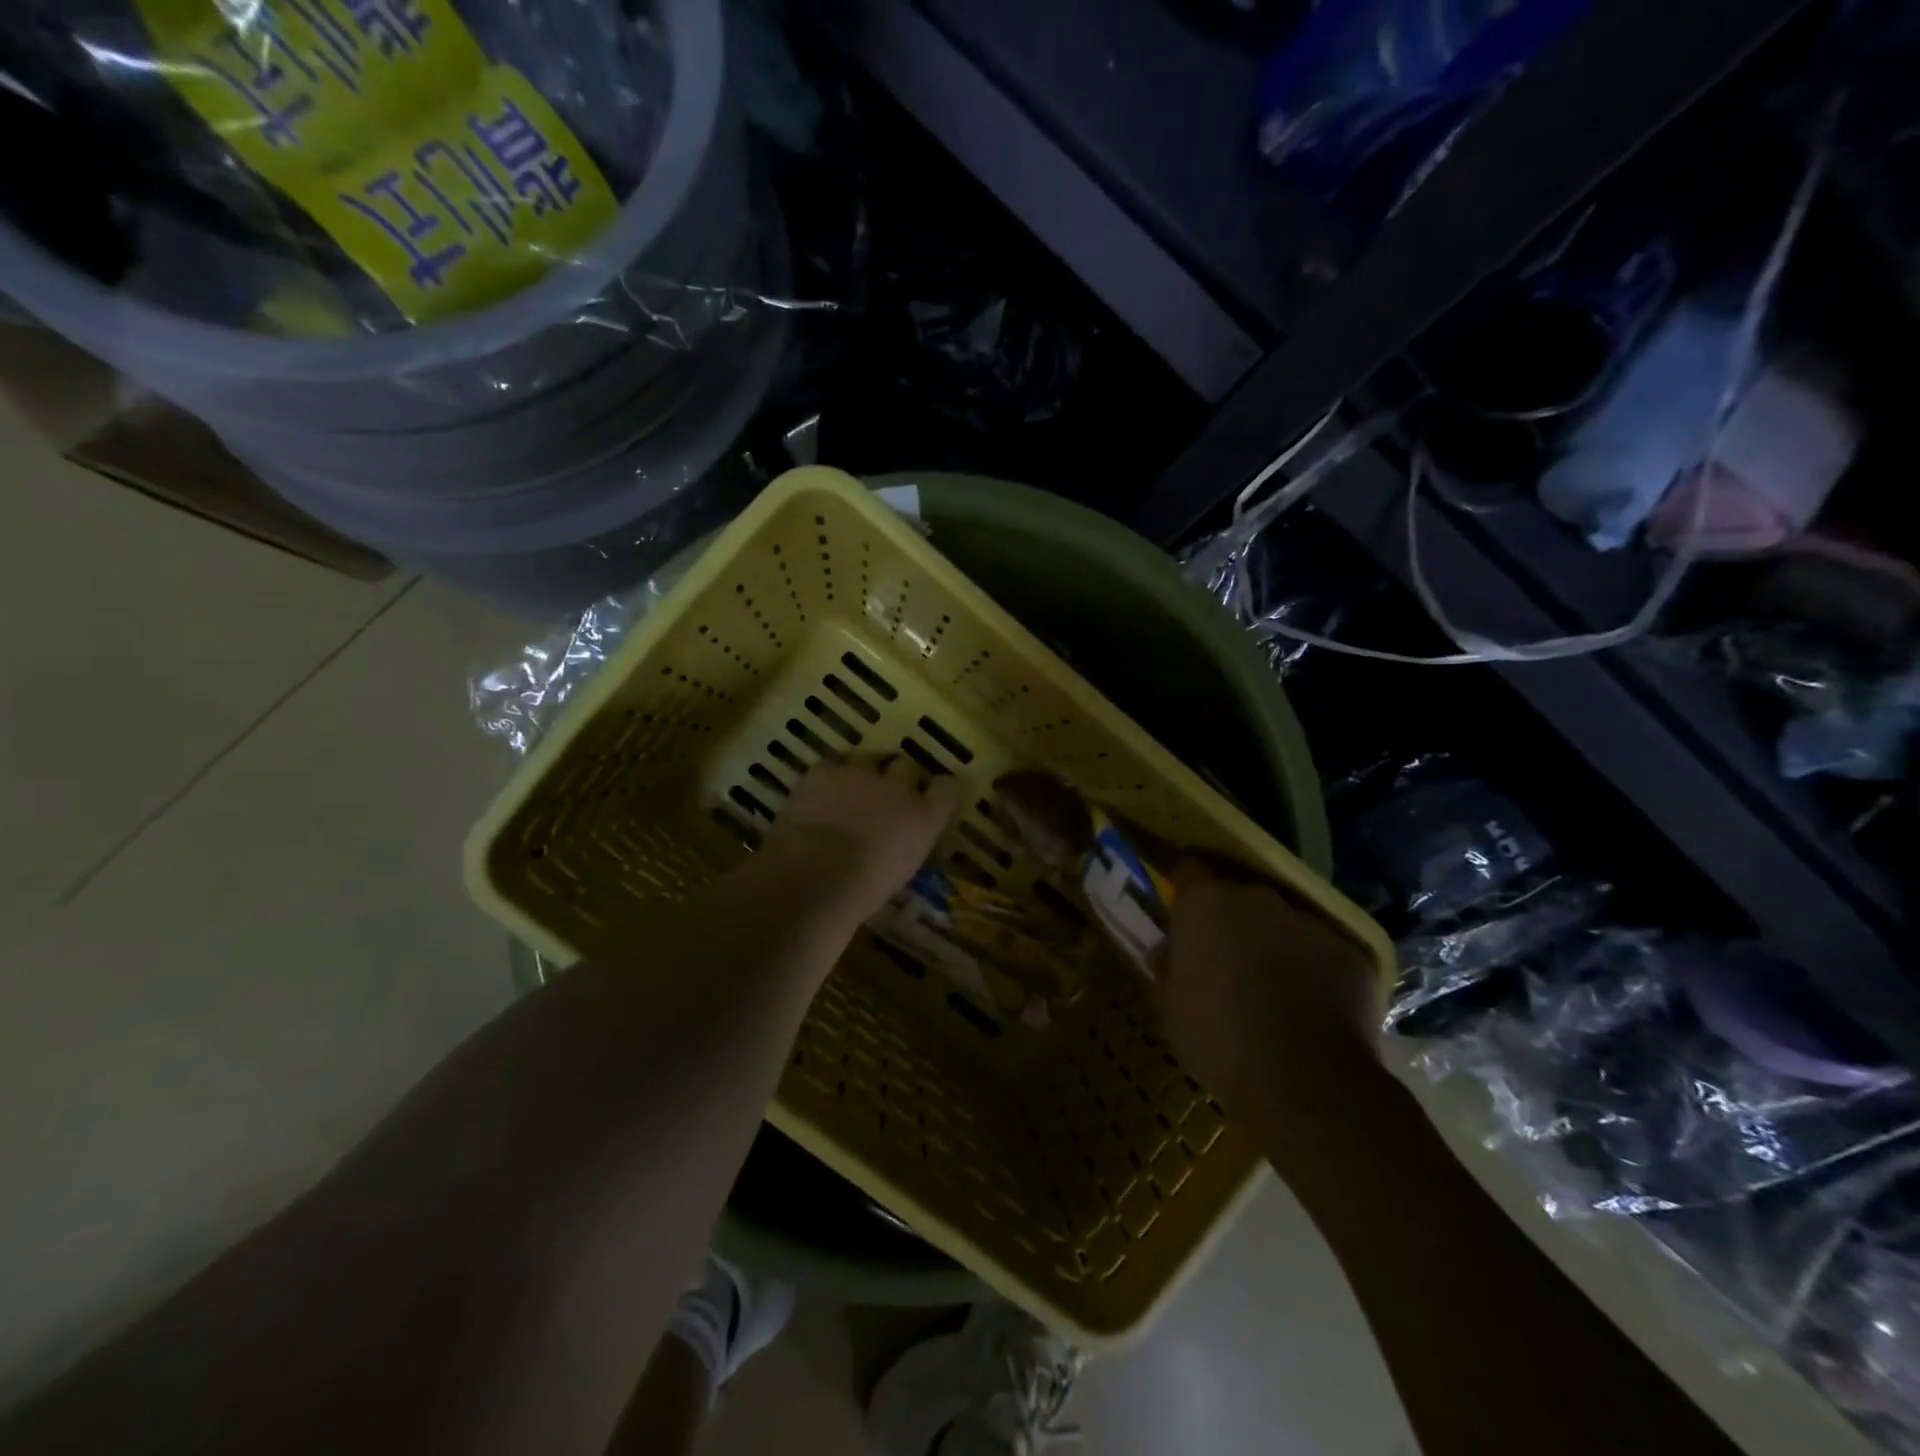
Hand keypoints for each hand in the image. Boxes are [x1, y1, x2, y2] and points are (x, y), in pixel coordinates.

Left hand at [762, 754, 962, 923]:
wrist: (813, 877)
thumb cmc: (861, 892)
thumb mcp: (900, 872)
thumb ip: (907, 846)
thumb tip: (901, 842)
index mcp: (924, 818)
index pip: (948, 788)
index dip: (939, 791)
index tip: (931, 799)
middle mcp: (899, 788)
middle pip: (908, 767)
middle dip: (899, 778)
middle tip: (887, 795)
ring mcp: (861, 774)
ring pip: (871, 758)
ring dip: (867, 771)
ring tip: (854, 786)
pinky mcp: (825, 770)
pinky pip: (835, 762)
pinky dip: (832, 774)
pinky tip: (824, 789)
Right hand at [1153, 862, 1381, 1111]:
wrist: (1307, 1083)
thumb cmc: (1218, 1040)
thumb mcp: (1169, 1007)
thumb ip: (1166, 967)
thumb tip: (1168, 950)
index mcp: (1206, 903)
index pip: (1189, 870)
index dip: (1185, 890)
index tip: (1183, 917)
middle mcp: (1257, 898)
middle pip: (1239, 893)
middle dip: (1231, 918)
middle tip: (1225, 958)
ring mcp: (1308, 921)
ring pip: (1283, 921)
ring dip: (1274, 942)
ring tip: (1272, 987)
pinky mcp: (1350, 951)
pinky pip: (1322, 951)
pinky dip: (1314, 969)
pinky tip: (1311, 1008)